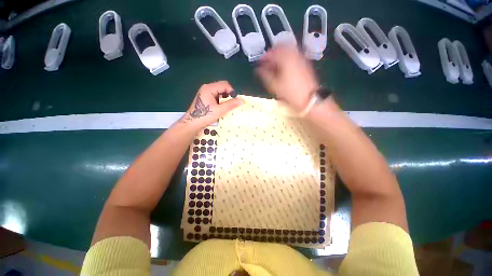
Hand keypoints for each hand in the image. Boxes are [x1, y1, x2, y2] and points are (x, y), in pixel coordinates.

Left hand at [181, 81, 242, 128]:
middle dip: (228, 94)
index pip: (225, 84)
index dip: (232, 91)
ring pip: (220, 91)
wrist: (192, 123)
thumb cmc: (205, 116)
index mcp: (209, 88)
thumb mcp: (220, 110)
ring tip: (226, 106)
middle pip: (222, 86)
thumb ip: (231, 104)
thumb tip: (242, 100)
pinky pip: (216, 95)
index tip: (235, 100)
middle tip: (231, 103)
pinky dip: (221, 99)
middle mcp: (207, 87)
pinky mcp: (205, 97)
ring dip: (225, 97)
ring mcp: (205, 92)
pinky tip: (221, 106)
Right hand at [256, 46, 318, 111]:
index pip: (272, 52)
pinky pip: (294, 56)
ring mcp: (301, 59)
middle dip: (273, 53)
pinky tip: (283, 68)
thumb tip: (258, 70)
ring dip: (280, 55)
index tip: (260, 62)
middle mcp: (295, 55)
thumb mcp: (275, 85)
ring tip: (274, 65)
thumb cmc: (290, 92)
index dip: (264, 56)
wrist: (308, 98)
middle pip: (282, 47)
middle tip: (267, 61)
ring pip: (289, 51)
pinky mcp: (305, 64)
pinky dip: (287, 58)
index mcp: (286, 59)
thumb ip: (265, 75)